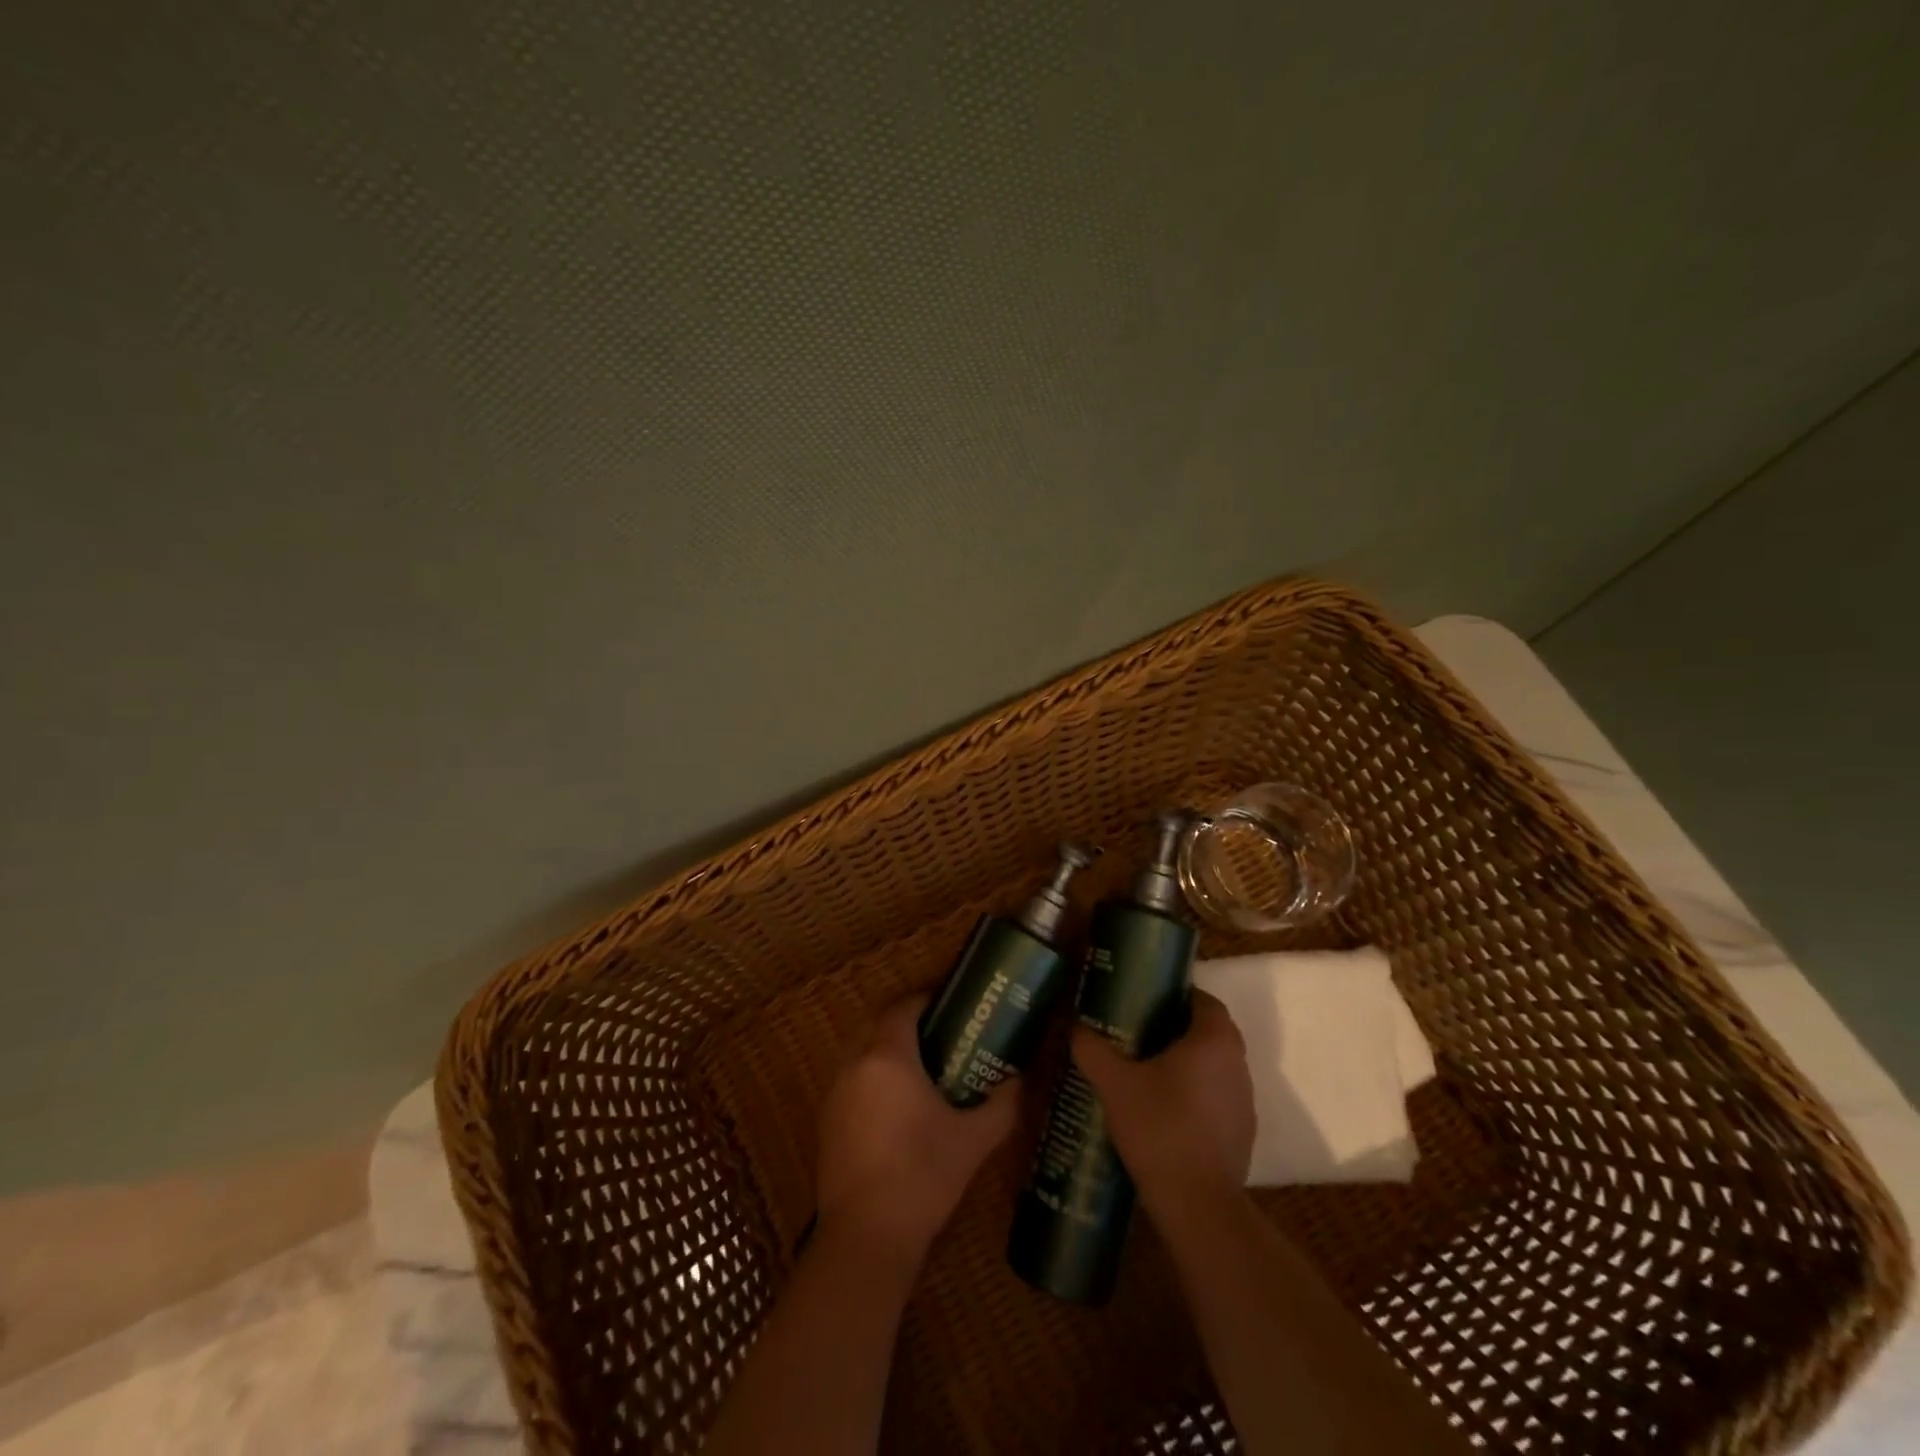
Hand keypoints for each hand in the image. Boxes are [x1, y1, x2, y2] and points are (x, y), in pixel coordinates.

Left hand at [815, 995, 1018, 1263]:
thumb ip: (1001, 1106)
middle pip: (879, 1027)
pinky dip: (873, 1081)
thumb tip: (1019, 1081)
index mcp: (888, 1057)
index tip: (951, 1004)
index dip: (926, 1000)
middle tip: (942, 1037)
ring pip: (862, 1055)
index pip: (903, 1008)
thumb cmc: (922, 1176)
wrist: (866, 1237)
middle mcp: (855, 1065)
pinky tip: (897, 1109)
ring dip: (888, 1053)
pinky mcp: (826, 1123)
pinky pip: (852, 1083)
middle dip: (907, 1025)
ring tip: (923, 1071)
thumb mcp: (973, 1141)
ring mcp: (835, 1094)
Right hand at [1073, 990, 1254, 1215]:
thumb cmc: (1159, 1128)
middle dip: (1178, 1028)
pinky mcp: (1243, 1133)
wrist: (1197, 1204)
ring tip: (1148, 1070)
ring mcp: (1244, 1101)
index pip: (1204, 1000)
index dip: (1177, 996)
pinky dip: (1197, 1095)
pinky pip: (1218, 1098)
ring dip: (1189, 1063)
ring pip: (1216, 1066)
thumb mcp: (1114, 1083)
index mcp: (1213, 1040)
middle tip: (1140, 1032)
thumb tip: (1075, 1026)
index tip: (1147, 1002)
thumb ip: (1092, 1049)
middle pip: (1211, 1032)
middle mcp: (1237, 1064)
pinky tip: (1165, 1110)